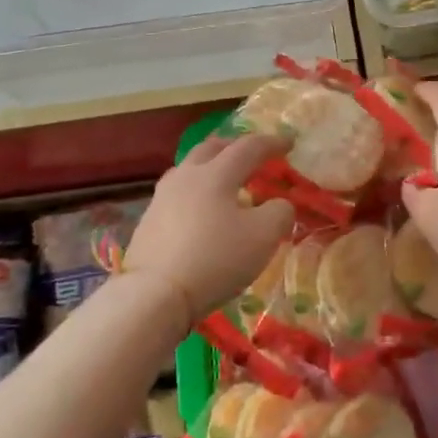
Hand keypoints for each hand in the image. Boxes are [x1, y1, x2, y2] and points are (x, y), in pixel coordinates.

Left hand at [125, 133, 294, 320]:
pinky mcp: (149, 221)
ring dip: (211, 168)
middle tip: (252, 155)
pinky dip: (196, 192)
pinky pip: (177, 194)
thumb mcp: (264, 236)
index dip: (271, 143)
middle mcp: (186, 176)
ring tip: (225, 182)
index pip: (248, 147)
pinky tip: (201, 211)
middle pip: (211, 148)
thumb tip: (279, 204)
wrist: (155, 294)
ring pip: (189, 169)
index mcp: (216, 173)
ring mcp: (162, 198)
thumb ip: (280, 212)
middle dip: (235, 147)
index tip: (289, 143)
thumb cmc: (216, 258)